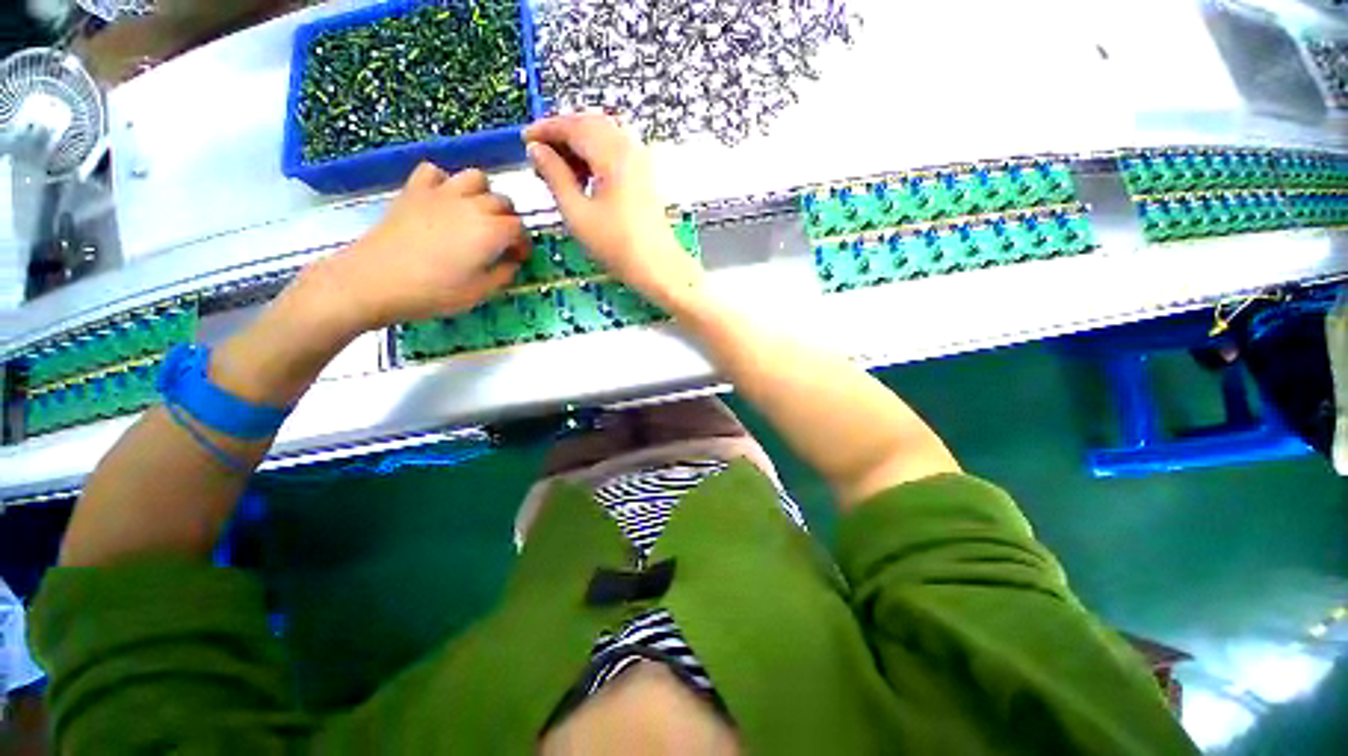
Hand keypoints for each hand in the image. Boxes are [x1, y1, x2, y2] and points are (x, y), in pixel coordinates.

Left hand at [306, 163, 529, 332]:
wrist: (375, 280)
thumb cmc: (434, 291)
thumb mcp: (480, 292)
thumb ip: (504, 274)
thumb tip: (511, 261)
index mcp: (492, 231)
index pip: (520, 228)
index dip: (523, 243)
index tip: (517, 257)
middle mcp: (472, 205)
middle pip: (503, 201)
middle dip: (508, 219)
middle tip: (500, 240)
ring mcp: (442, 193)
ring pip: (475, 177)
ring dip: (482, 193)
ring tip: (476, 213)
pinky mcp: (414, 190)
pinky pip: (435, 171)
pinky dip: (444, 181)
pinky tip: (442, 200)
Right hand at [524, 114, 705, 311]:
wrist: (658, 268)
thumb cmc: (617, 246)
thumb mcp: (577, 214)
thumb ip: (555, 176)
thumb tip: (537, 150)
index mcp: (612, 154)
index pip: (574, 126)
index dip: (546, 129)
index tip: (525, 140)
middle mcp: (629, 149)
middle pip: (591, 124)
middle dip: (563, 134)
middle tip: (541, 155)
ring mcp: (641, 162)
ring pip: (605, 136)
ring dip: (580, 144)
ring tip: (560, 169)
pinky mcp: (645, 176)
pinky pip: (617, 151)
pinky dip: (596, 156)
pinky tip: (585, 178)